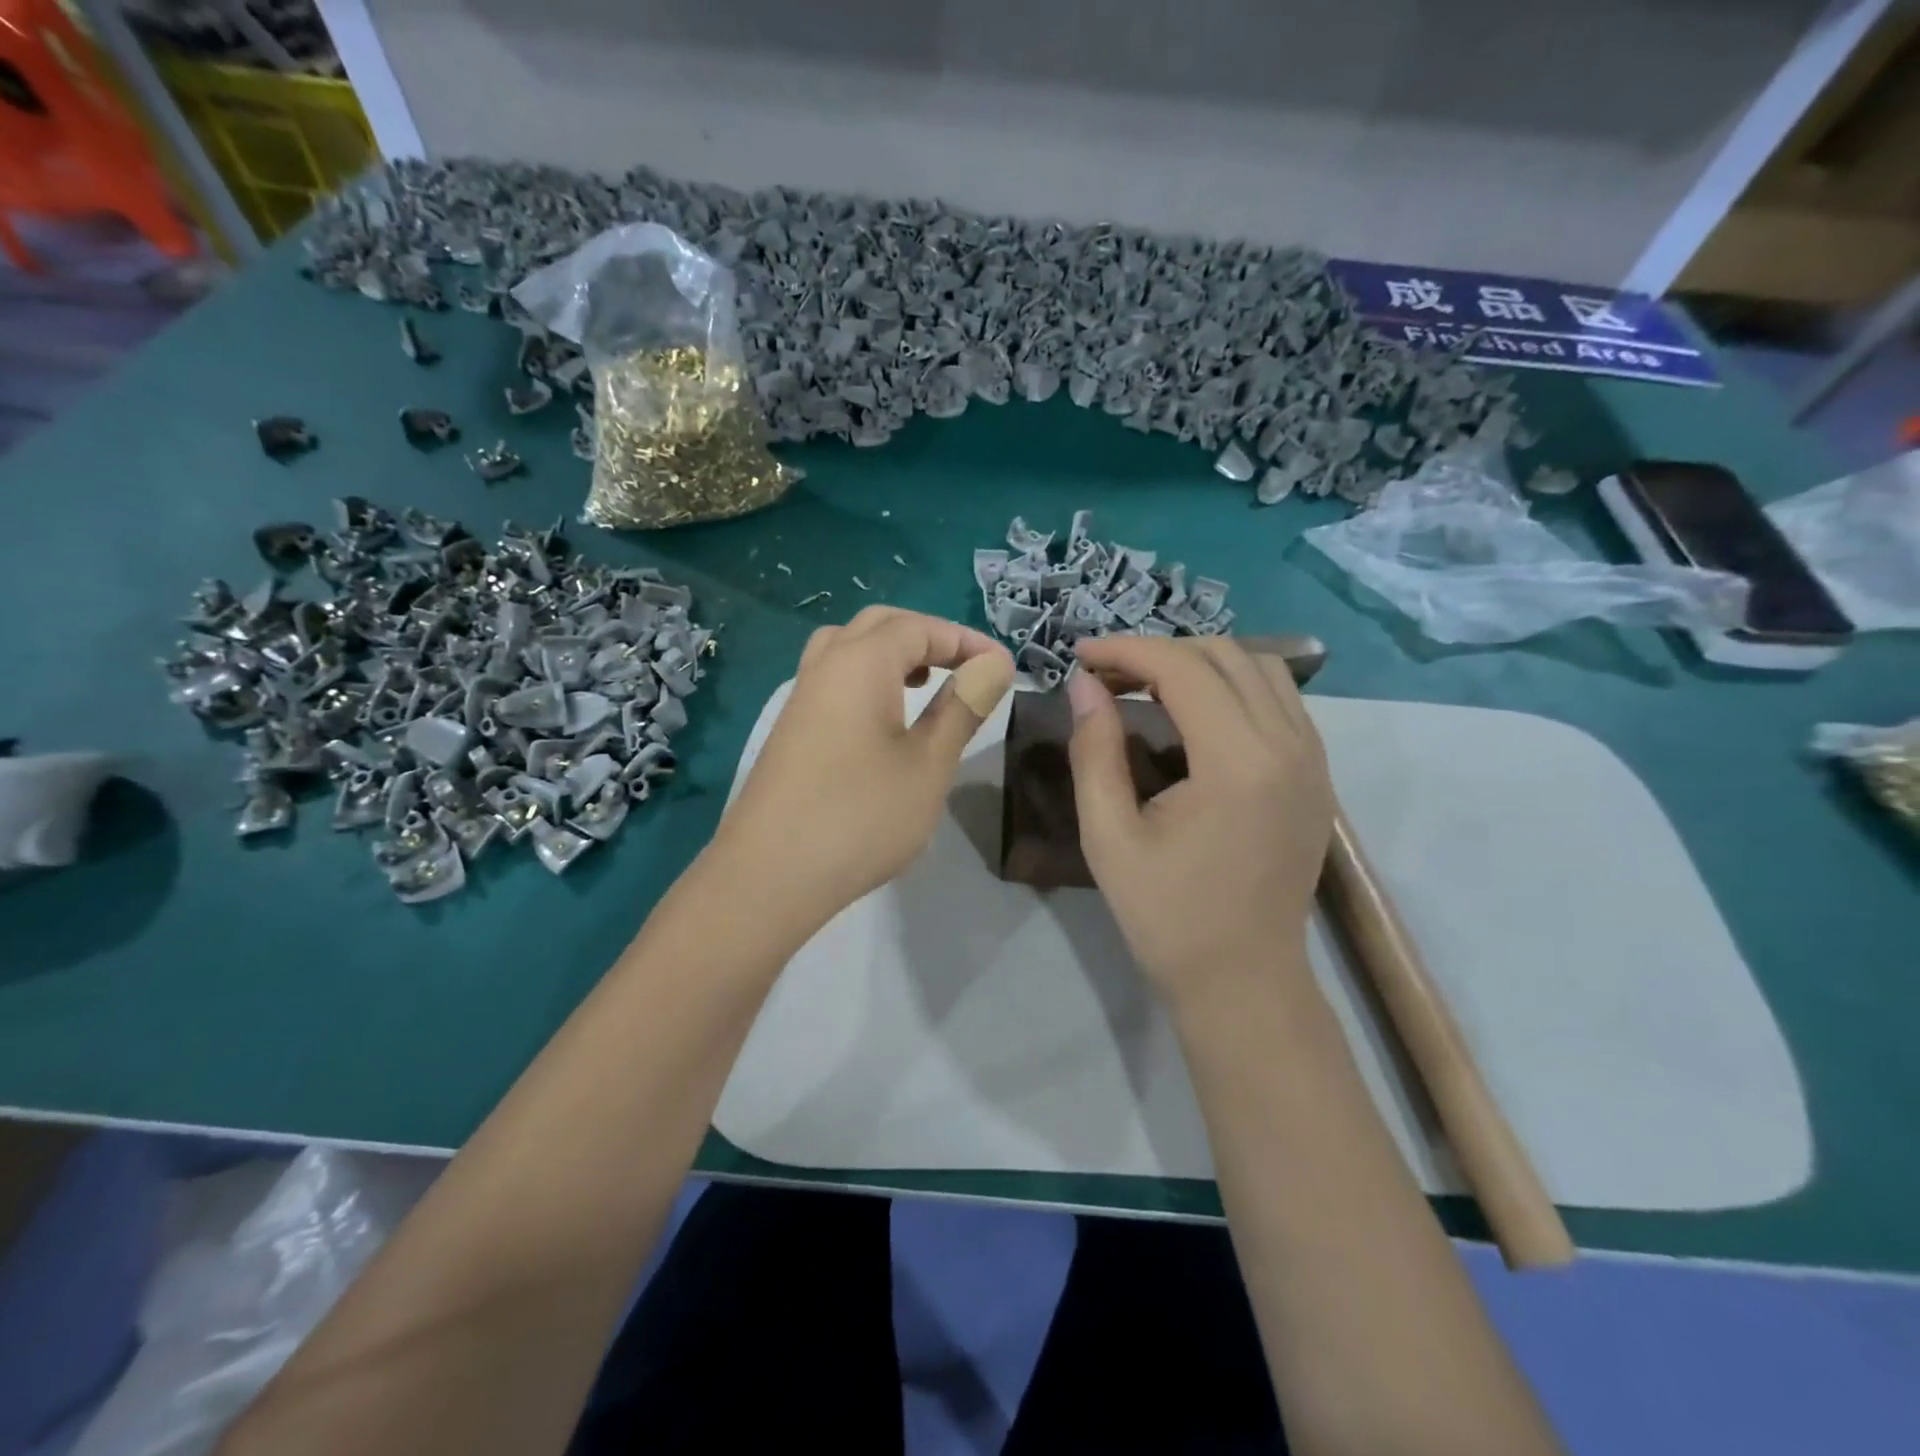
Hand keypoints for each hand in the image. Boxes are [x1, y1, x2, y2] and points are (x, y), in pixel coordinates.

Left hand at [716, 607, 1014, 933]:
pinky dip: (867, 679)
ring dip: (892, 654)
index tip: (1004, 668)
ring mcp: (801, 698)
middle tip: (966, 670)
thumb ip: (963, 706)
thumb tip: (994, 663)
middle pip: (879, 626)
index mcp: (860, 662)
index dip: (966, 640)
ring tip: (925, 684)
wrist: (770, 876)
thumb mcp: (929, 763)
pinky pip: (833, 679)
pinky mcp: (790, 730)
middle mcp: (825, 666)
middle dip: (928, 638)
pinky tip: (885, 721)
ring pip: (849, 648)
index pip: (920, 627)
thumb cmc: (862, 816)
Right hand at [1066, 636, 1332, 1002]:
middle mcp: (1289, 746)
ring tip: (1147, 686)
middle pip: (1226, 655)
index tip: (1079, 655)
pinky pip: (1281, 699)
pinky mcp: (1317, 775)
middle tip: (1106, 675)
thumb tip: (1083, 685)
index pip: (1183, 669)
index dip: (1126, 650)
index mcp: (1238, 763)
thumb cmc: (1167, 917)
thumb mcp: (1109, 836)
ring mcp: (1313, 759)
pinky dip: (1233, 685)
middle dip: (1159, 651)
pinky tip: (1195, 712)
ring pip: (1262, 668)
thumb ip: (1094, 751)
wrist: (1244, 981)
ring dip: (1200, 663)